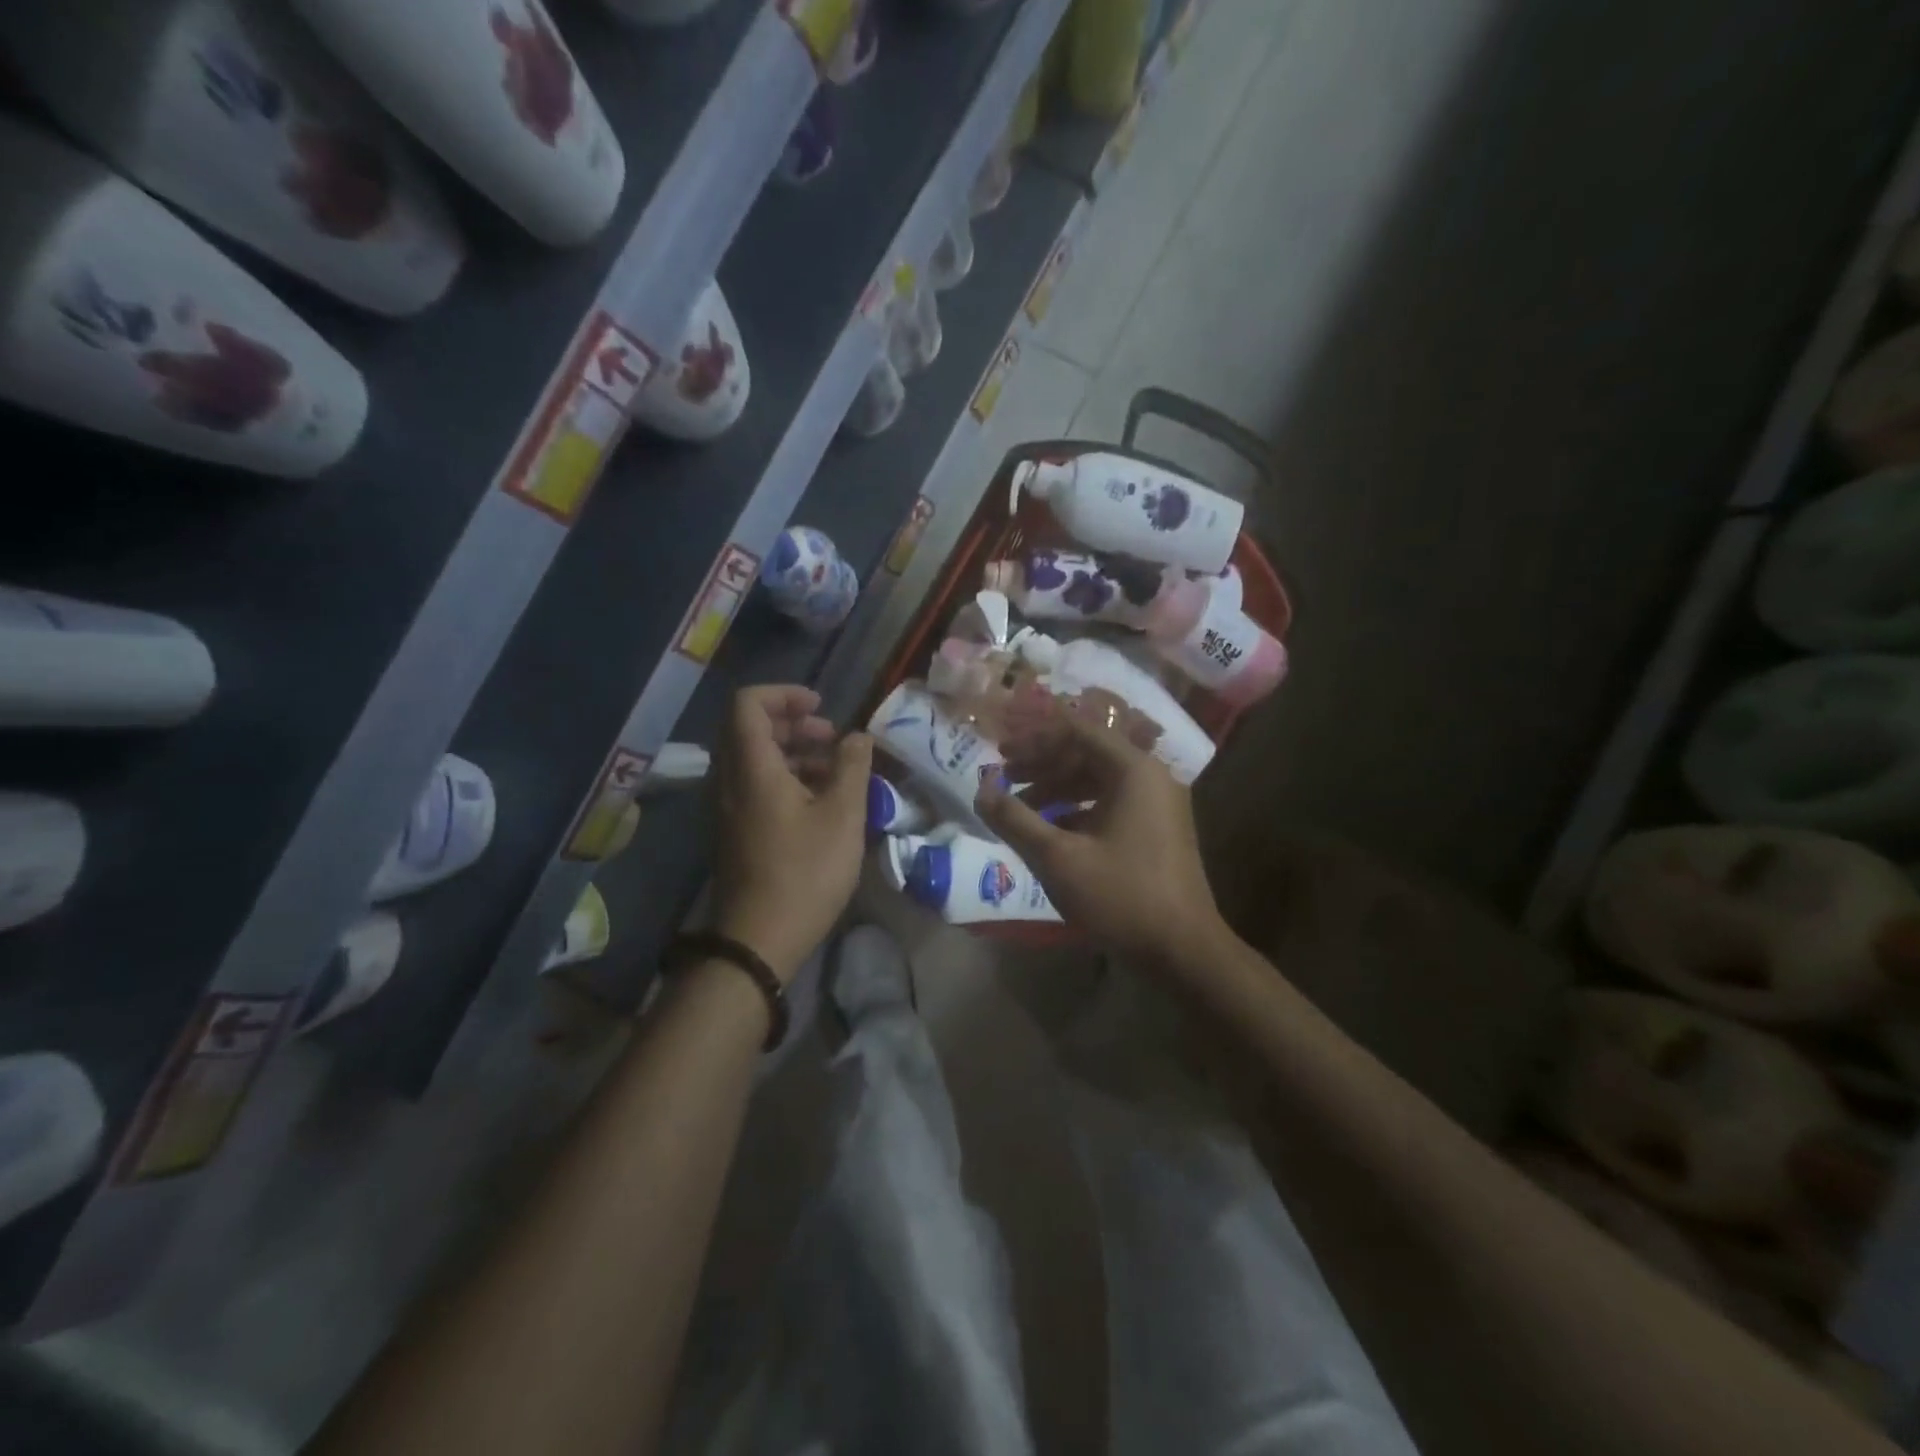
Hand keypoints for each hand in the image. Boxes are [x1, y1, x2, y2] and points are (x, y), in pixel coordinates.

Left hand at [711, 685, 871, 981]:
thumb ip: (852, 767)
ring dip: (793, 752)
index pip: (748, 704)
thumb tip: (857, 736)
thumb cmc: (805, 874)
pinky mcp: (735, 831)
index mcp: (751, 769)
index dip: (785, 694)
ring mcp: (728, 808)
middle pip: (749, 729)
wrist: (759, 941)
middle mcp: (729, 781)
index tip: (822, 707)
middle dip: (794, 723)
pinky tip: (820, 801)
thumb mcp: (843, 816)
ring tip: (835, 770)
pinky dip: (785, 778)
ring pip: (754, 759)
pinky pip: (755, 786)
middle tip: (832, 737)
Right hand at [976, 705, 1225, 966]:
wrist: (1184, 951)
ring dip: (1057, 788)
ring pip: (1098, 780)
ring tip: (1020, 808)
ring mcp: (1158, 805)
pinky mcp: (1157, 830)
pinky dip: (1078, 810)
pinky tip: (1050, 831)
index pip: (1078, 731)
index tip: (1001, 755)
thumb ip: (1015, 819)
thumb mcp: (1057, 858)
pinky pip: (1111, 804)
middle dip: (1043, 764)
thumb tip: (981, 791)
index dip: (1035, 740)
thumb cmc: (1121, 897)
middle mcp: (1151, 777)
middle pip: (1088, 753)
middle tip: (1004, 778)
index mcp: (1134, 770)